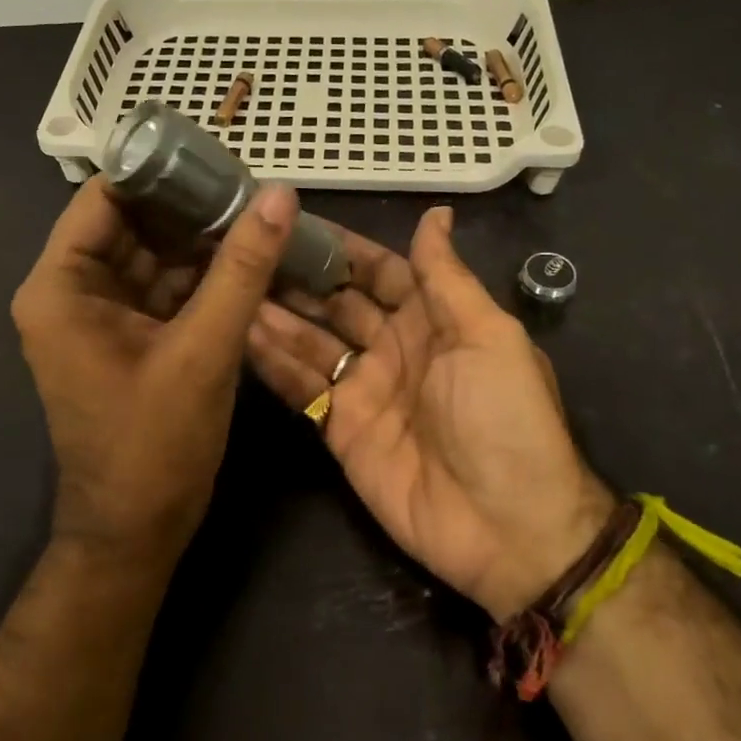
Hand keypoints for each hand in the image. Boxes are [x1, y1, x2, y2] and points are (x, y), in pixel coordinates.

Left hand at [13, 176, 298, 565]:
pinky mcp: (125, 338)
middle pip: (130, 223)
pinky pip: (162, 289)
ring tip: (257, 216)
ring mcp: (98, 317)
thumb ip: (241, 268)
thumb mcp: (205, 349)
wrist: (136, 532)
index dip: (158, 172)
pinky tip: (245, 261)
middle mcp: (70, 293)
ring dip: (200, 241)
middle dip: (188, 207)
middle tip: (251, 187)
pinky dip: (199, 277)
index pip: (104, 197)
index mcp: (61, 287)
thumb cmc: (155, 443)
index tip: (218, 158)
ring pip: (151, 255)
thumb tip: (279, 194)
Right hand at [245, 206, 611, 620]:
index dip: (342, 249)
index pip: (381, 272)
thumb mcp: (489, 336)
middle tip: (248, 248)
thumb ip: (448, 278)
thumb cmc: (505, 418)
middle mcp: (393, 348)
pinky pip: (302, 388)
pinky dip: (273, 363)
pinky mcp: (339, 430)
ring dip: (277, 315)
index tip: (296, 220)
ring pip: (311, 342)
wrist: (507, 527)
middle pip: (338, 304)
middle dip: (299, 278)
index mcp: (433, 321)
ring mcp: (364, 390)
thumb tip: (437, 213)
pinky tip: (240, 332)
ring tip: (232, 283)